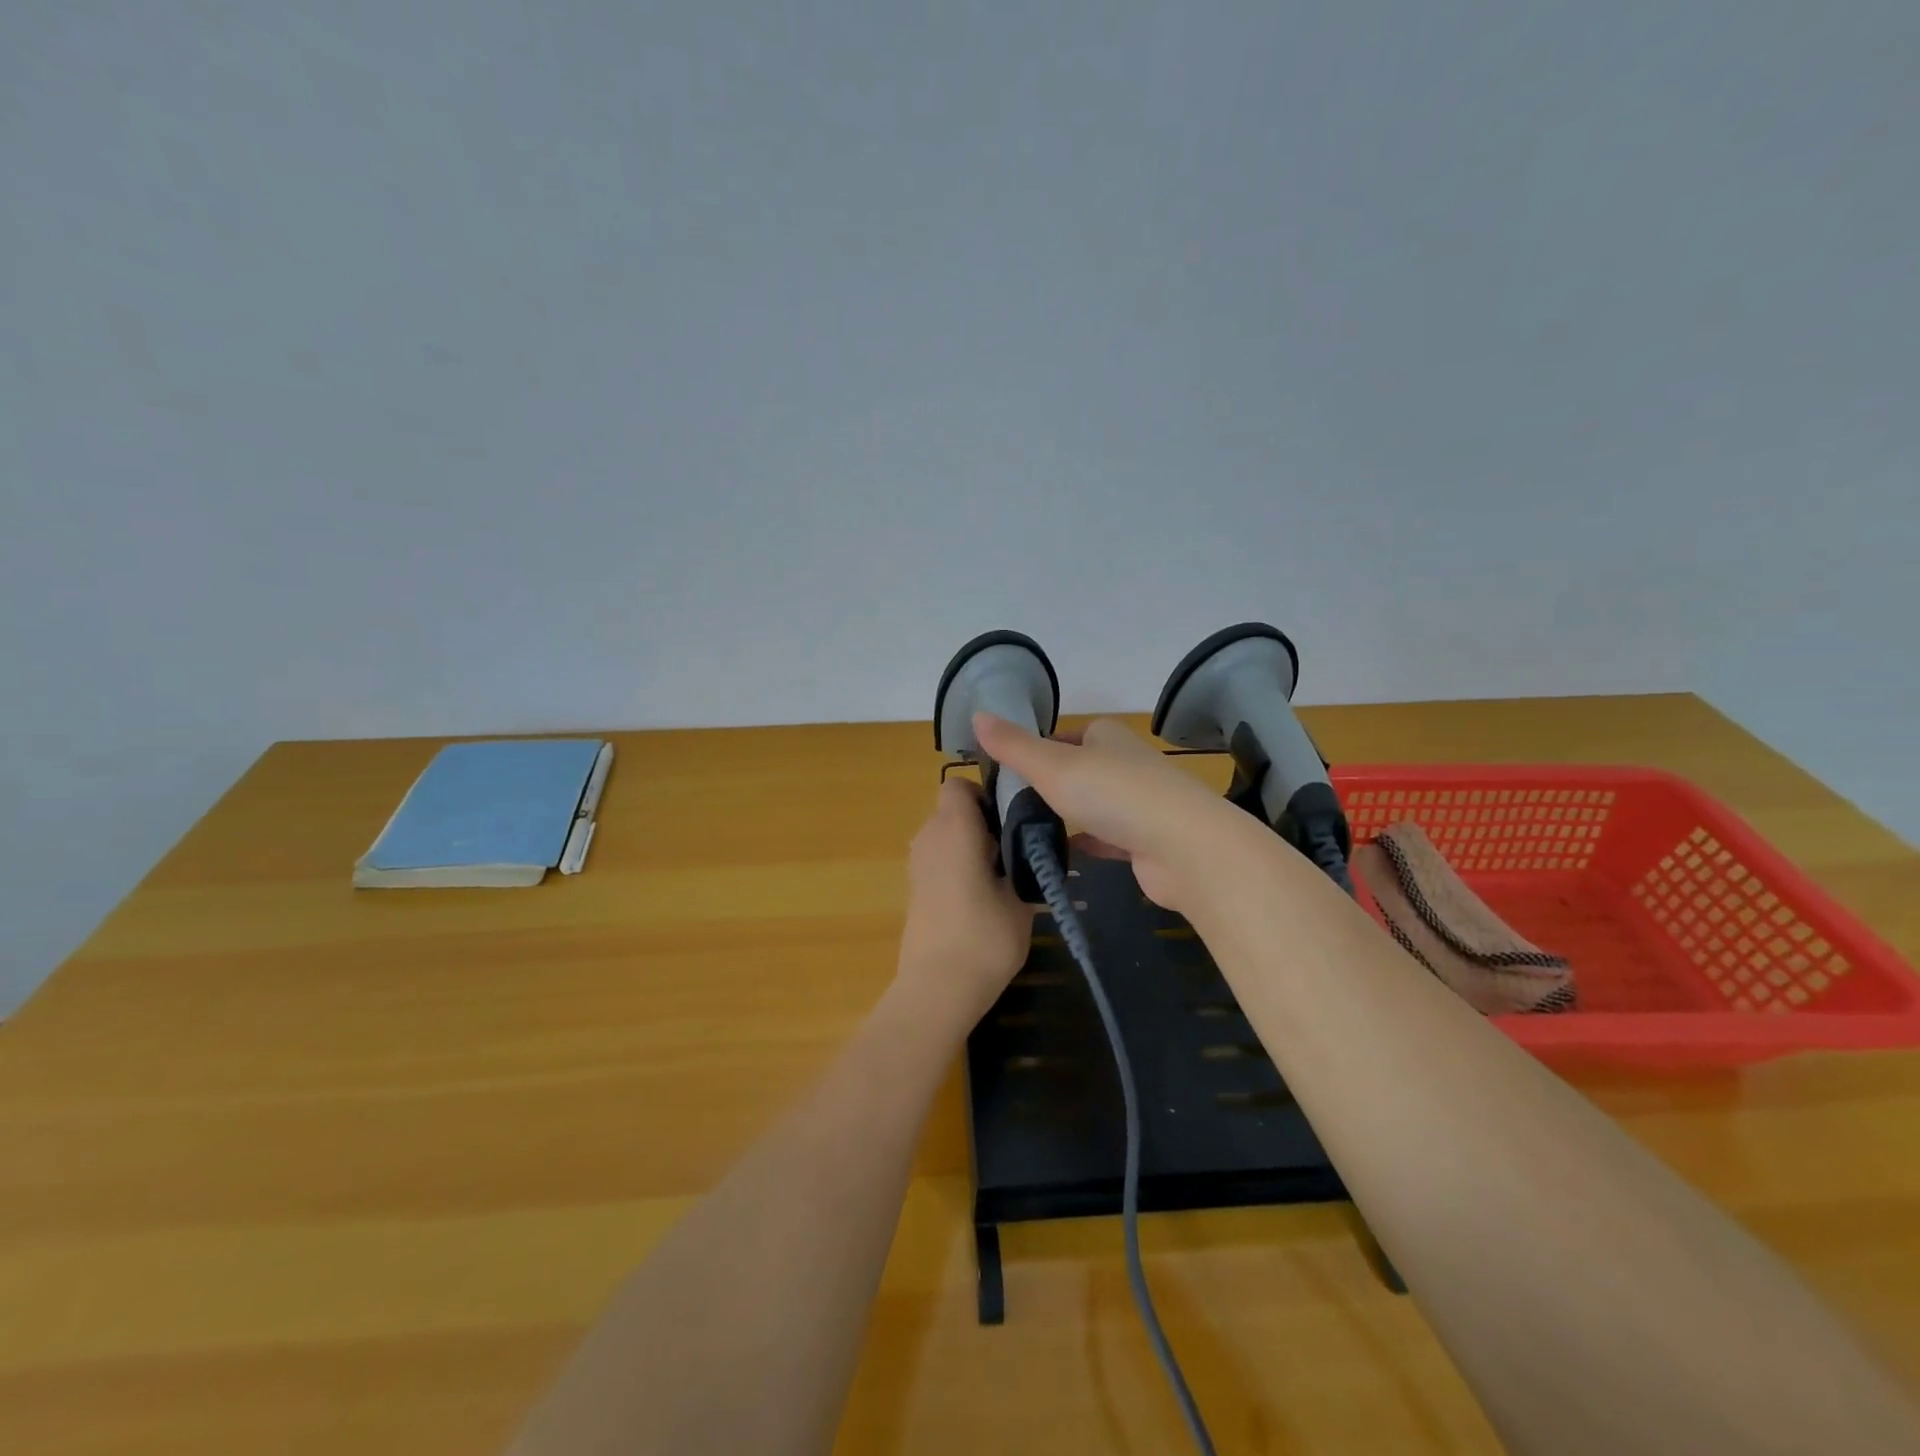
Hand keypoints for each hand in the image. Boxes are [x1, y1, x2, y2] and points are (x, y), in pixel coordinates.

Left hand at [895, 778, 1035, 1026]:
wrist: (938, 988)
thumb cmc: (985, 937)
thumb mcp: (1020, 899)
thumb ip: (1022, 865)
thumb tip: (1024, 853)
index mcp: (954, 828)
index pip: (957, 786)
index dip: (983, 795)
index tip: (1008, 820)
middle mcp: (928, 837)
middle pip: (951, 811)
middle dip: (980, 823)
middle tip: (1013, 851)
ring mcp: (916, 865)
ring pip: (944, 837)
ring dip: (968, 847)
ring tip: (1000, 879)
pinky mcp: (913, 890)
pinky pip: (937, 861)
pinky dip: (955, 868)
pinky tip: (978, 900)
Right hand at [972, 712, 1245, 913]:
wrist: (1183, 847)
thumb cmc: (1113, 794)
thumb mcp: (1053, 765)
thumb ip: (1014, 745)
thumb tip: (977, 714)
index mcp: (1107, 737)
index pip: (1066, 735)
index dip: (1038, 749)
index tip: (1008, 772)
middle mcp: (1126, 764)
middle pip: (1080, 770)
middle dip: (1051, 785)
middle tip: (1009, 806)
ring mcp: (1140, 804)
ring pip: (1094, 806)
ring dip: (1069, 815)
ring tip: (1028, 832)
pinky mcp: (1146, 841)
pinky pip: (1108, 839)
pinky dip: (1087, 844)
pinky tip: (1061, 856)